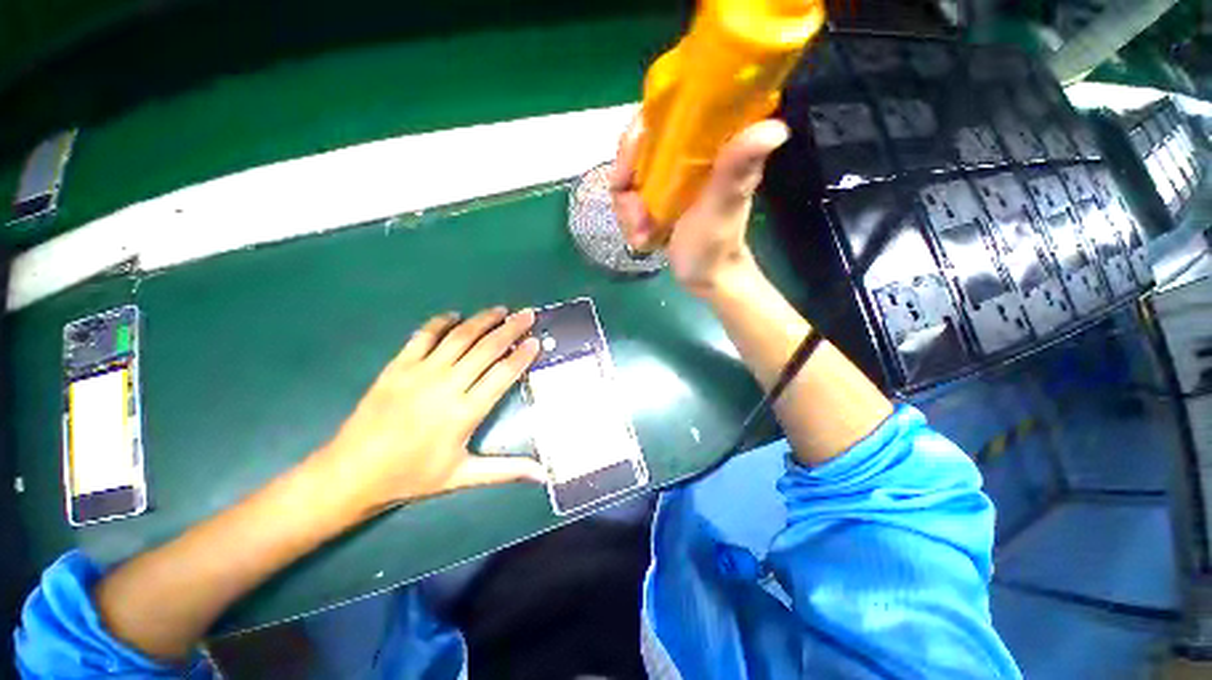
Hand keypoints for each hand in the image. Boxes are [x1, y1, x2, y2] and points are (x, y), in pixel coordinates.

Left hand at [315, 307, 544, 516]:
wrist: (351, 473)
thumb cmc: (411, 476)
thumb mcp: (462, 476)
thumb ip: (506, 470)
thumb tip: (543, 475)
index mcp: (465, 412)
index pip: (503, 374)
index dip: (522, 355)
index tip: (536, 341)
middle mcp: (446, 385)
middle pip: (486, 348)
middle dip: (511, 329)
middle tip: (527, 314)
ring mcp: (420, 372)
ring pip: (459, 337)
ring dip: (483, 320)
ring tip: (501, 310)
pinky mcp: (397, 366)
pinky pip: (423, 336)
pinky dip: (441, 322)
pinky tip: (455, 316)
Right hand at [610, 117, 788, 297]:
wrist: (706, 276)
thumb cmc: (716, 245)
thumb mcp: (722, 208)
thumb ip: (736, 171)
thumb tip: (775, 128)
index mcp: (708, 143)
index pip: (662, 113)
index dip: (635, 138)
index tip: (626, 172)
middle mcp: (685, 153)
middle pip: (635, 149)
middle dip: (627, 187)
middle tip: (637, 217)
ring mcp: (668, 176)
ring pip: (627, 177)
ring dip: (628, 211)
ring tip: (643, 235)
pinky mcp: (658, 197)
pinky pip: (628, 199)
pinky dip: (629, 221)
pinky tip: (643, 239)